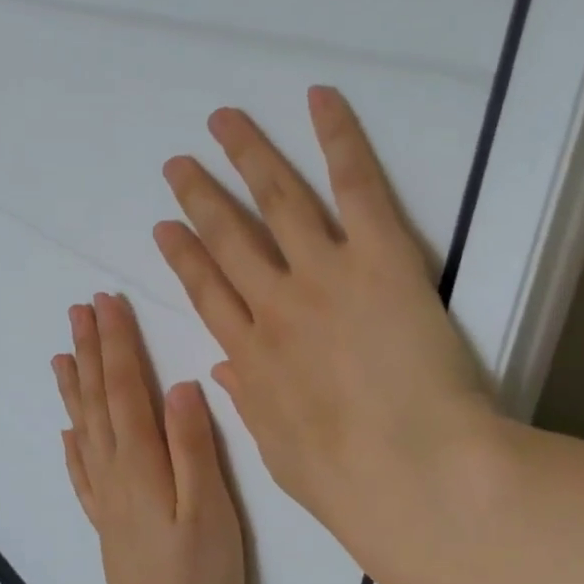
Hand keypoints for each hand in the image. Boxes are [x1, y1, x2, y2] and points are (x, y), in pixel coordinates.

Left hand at [52, 293, 246, 583]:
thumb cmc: (197, 581)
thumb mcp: (209, 512)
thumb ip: (193, 447)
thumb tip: (179, 384)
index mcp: (142, 461)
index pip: (125, 387)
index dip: (117, 342)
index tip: (107, 302)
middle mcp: (115, 470)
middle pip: (98, 398)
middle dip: (90, 350)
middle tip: (79, 309)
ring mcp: (106, 497)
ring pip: (85, 426)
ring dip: (74, 385)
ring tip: (62, 353)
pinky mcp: (106, 521)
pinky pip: (82, 471)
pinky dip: (73, 443)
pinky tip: (67, 431)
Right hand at [153, 87, 495, 583]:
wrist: (416, 479)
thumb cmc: (351, 484)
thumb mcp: (281, 454)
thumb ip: (251, 404)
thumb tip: (223, 369)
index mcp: (252, 355)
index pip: (206, 292)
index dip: (183, 256)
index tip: (166, 228)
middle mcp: (275, 305)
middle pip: (228, 238)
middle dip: (200, 197)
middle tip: (178, 164)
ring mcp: (323, 275)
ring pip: (276, 200)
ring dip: (247, 156)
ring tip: (224, 121)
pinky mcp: (381, 258)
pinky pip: (355, 186)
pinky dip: (337, 139)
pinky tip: (319, 100)